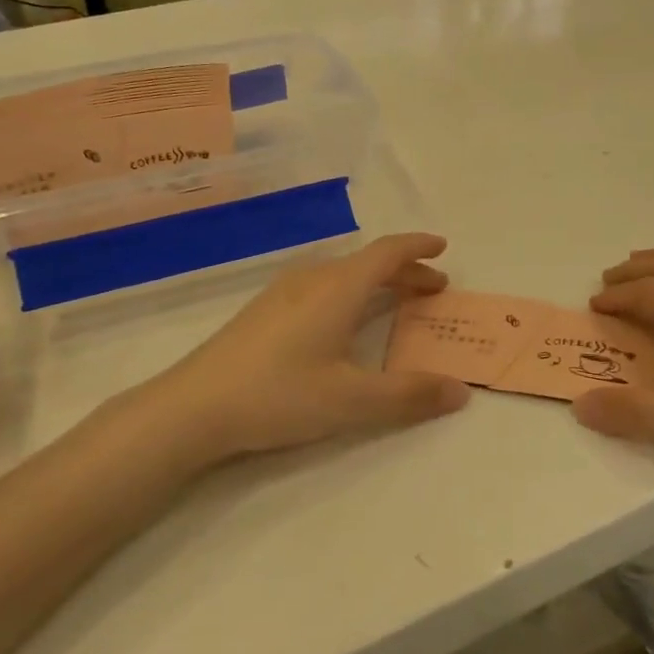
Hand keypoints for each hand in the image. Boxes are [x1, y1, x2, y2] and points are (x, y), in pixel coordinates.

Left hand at [137, 233, 471, 461]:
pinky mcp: (263, 311)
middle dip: (405, 271)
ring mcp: (283, 293)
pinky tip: (342, 322)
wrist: (193, 407)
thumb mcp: (352, 401)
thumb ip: (409, 395)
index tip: (443, 246)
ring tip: (395, 303)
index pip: (388, 252)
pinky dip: (350, 293)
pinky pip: (321, 287)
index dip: (418, 246)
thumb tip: (460, 391)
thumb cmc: (280, 395)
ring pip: (342, 274)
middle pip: (367, 263)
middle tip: (433, 288)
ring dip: (376, 283)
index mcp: (338, 288)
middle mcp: (312, 279)